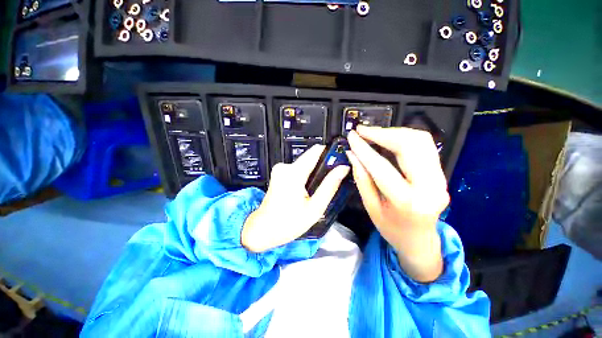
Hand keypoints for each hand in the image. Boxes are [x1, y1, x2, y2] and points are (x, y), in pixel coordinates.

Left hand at [242, 145, 350, 252]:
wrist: (264, 229)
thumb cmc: (289, 222)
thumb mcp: (315, 208)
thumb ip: (329, 186)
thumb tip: (343, 169)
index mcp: (294, 173)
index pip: (316, 151)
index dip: (330, 153)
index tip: (340, 160)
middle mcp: (285, 166)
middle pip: (311, 158)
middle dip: (323, 168)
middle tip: (331, 182)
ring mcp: (280, 169)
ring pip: (305, 165)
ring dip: (314, 174)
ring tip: (317, 190)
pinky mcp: (278, 173)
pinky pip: (297, 170)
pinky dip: (305, 177)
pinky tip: (307, 191)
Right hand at [347, 126, 448, 282]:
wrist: (420, 240)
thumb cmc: (391, 228)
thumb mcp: (371, 207)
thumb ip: (362, 179)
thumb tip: (352, 154)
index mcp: (407, 201)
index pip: (381, 166)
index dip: (364, 148)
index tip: (352, 136)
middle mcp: (430, 186)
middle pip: (409, 145)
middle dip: (383, 133)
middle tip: (362, 131)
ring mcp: (440, 177)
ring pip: (420, 140)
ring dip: (394, 132)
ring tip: (373, 134)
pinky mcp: (441, 172)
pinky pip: (424, 145)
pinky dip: (404, 137)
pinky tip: (389, 139)